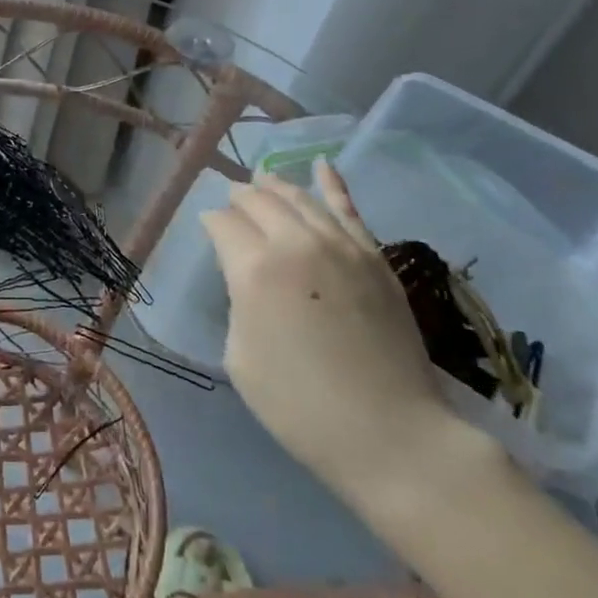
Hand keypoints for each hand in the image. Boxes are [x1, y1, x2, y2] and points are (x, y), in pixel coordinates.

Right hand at [202, 161, 457, 497]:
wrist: (390, 433)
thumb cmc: (299, 406)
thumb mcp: (241, 356)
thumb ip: (239, 302)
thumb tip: (247, 275)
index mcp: (255, 269)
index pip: (223, 224)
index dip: (210, 222)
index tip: (207, 228)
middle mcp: (296, 244)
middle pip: (259, 201)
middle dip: (239, 197)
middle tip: (229, 200)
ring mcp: (342, 246)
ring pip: (300, 198)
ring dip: (275, 185)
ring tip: (261, 178)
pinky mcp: (375, 258)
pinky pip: (350, 209)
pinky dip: (333, 184)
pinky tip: (323, 165)